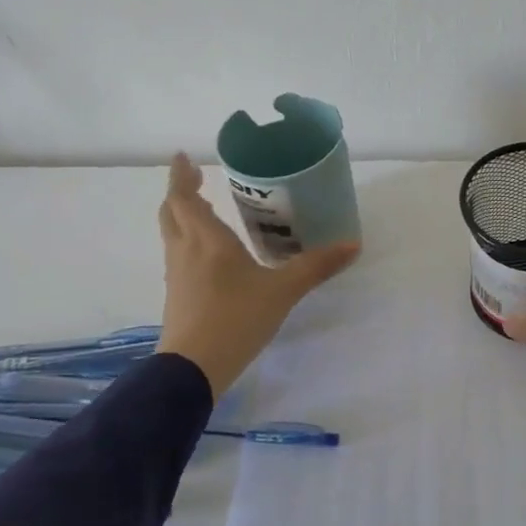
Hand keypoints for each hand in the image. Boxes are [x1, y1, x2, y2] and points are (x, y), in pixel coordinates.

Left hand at [157, 153, 360, 395]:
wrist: (193, 368)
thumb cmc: (236, 318)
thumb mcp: (283, 291)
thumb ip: (316, 266)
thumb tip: (353, 244)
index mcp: (207, 240)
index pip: (184, 198)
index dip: (180, 176)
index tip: (182, 156)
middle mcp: (186, 251)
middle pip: (171, 213)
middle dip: (180, 193)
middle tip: (194, 178)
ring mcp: (178, 275)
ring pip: (172, 234)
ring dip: (181, 216)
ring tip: (202, 209)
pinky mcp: (177, 296)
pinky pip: (178, 255)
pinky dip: (187, 240)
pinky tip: (208, 253)